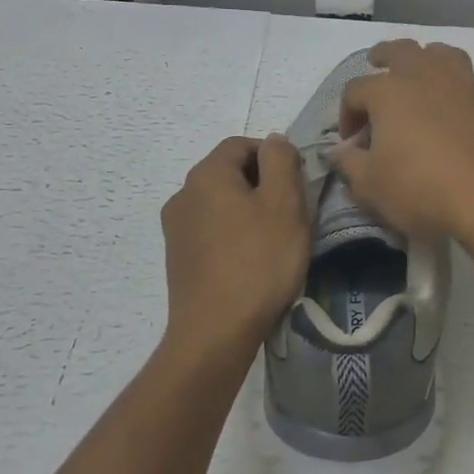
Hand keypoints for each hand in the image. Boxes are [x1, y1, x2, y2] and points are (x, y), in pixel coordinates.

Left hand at [160, 135, 309, 368]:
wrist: (215, 332)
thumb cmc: (258, 261)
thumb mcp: (284, 202)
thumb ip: (281, 160)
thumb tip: (273, 140)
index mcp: (206, 174)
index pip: (242, 144)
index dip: (273, 156)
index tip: (297, 184)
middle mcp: (183, 194)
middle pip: (230, 173)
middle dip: (263, 185)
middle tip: (292, 214)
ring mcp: (176, 229)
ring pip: (221, 204)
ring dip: (249, 212)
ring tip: (275, 241)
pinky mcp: (178, 258)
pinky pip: (212, 231)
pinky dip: (234, 235)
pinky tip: (252, 262)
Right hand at [330, 40, 473, 238]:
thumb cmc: (421, 189)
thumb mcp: (370, 186)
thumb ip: (350, 164)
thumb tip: (341, 152)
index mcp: (389, 91)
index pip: (355, 90)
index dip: (346, 113)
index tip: (350, 142)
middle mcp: (427, 76)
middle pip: (401, 51)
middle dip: (385, 56)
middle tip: (378, 65)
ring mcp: (467, 85)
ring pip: (446, 55)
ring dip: (431, 60)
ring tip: (425, 74)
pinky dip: (473, 92)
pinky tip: (471, 107)